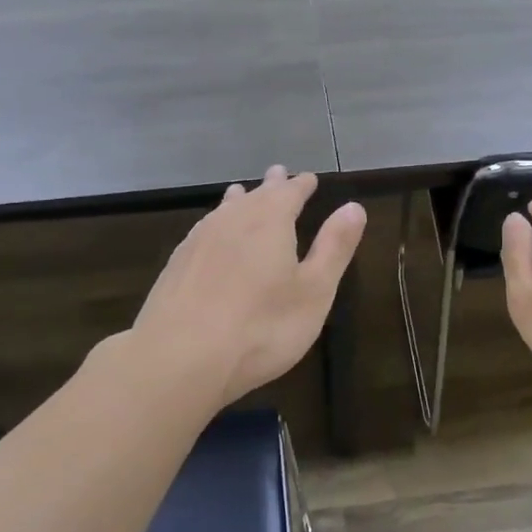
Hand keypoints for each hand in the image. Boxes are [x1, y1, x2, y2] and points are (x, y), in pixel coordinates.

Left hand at [132, 166, 366, 407]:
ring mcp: (199, 241)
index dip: (301, 185)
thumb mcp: (314, 291)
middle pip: (255, 195)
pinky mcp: (177, 265)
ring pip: (224, 210)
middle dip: (271, 186)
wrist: (179, 358)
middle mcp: (232, 221)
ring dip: (239, 200)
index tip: (309, 178)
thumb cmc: (261, 327)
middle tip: (278, 173)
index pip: (290, 193)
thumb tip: (354, 207)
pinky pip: (204, 230)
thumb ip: (334, 247)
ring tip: (241, 193)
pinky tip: (210, 235)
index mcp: (270, 222)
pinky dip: (216, 223)